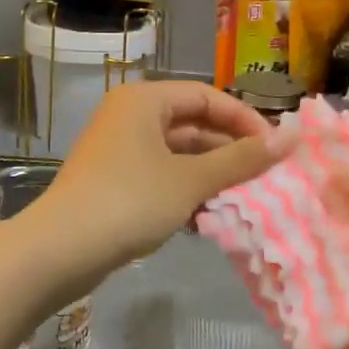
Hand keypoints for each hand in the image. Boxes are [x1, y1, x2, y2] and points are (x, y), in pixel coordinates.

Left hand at [39, 80, 288, 270]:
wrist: (58, 251)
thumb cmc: (129, 202)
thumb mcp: (190, 180)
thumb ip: (241, 160)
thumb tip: (290, 138)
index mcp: (145, 100)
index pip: (208, 97)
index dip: (245, 120)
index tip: (274, 149)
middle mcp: (130, 116)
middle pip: (193, 124)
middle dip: (229, 151)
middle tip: (264, 178)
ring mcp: (119, 150)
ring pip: (178, 154)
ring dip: (210, 175)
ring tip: (242, 200)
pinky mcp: (114, 181)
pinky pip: (161, 176)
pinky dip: (186, 191)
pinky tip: (208, 218)